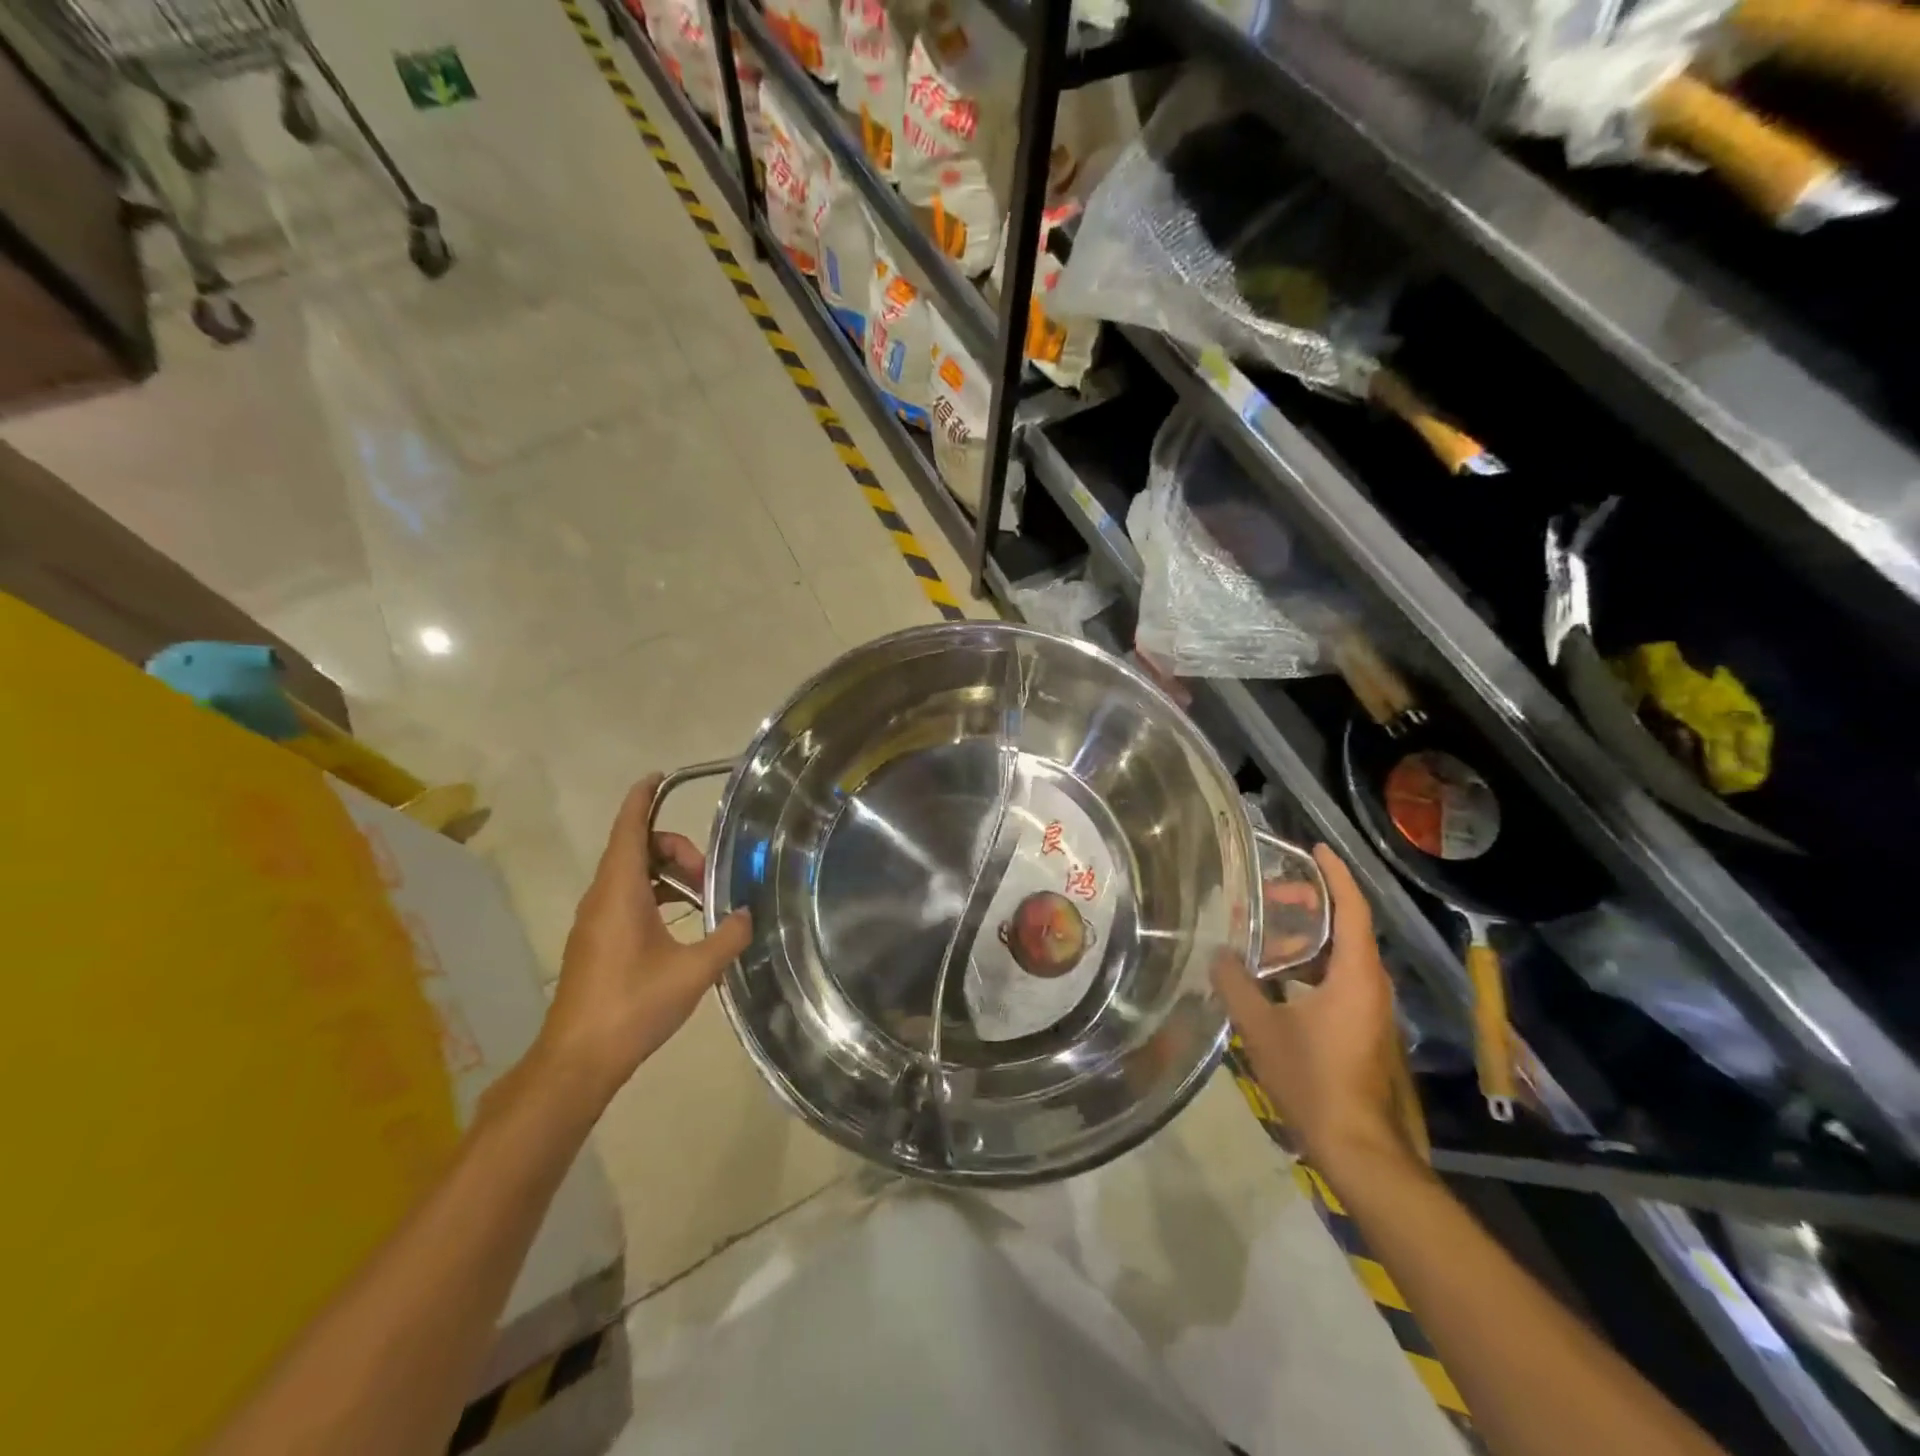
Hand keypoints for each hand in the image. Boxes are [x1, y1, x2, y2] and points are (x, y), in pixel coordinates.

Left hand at [531, 776, 751, 1110]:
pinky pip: (626, 897)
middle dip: (675, 848)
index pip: (629, 829)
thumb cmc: (633, 1006)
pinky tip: (683, 920)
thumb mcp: (693, 971)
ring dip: (666, 873)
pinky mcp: (596, 941)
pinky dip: (655, 894)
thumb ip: (727, 937)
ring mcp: (594, 921)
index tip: (659, 777)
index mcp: (619, 892)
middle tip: (711, 874)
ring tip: (704, 895)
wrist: (578, 1060)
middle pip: (635, 849)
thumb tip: (748, 915)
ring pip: (631, 875)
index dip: (642, 799)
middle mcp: (601, 898)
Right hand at [1212, 845, 1407, 1173]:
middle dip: (1312, 903)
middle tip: (1271, 895)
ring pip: (1342, 955)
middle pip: (1348, 927)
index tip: (1314, 849)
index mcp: (1356, 974)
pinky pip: (1339, 978)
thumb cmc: (1312, 1078)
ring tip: (1266, 931)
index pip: (1352, 908)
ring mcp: (1370, 1008)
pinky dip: (1311, 964)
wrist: (1355, 1145)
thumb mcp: (1262, 1027)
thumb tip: (1219, 954)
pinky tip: (1276, 975)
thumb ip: (1237, 984)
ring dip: (1309, 937)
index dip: (1335, 874)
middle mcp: (1372, 984)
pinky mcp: (1362, 1027)